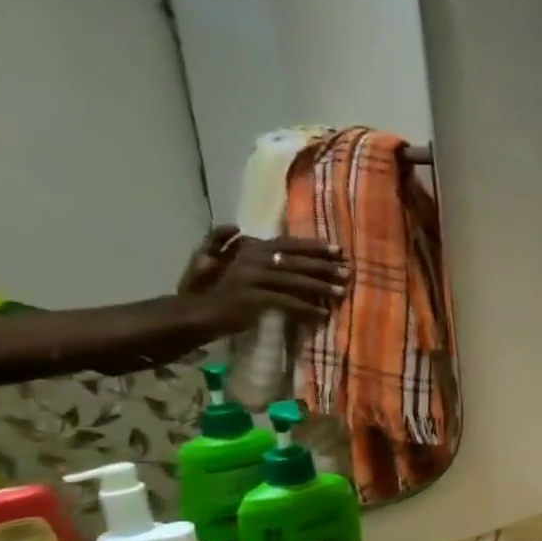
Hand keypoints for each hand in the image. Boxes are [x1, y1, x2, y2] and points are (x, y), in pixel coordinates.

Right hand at [181, 234, 350, 334]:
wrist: (193, 313)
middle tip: (348, 272)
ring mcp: (252, 278)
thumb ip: (223, 242)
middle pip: (296, 262)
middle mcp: (251, 259)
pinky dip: (306, 309)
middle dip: (325, 267)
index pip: (287, 244)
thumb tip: (234, 225)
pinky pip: (287, 303)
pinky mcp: (253, 298)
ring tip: (342, 294)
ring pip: (295, 281)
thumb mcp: (211, 259)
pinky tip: (322, 315)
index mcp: (248, 249)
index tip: (338, 250)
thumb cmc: (207, 288)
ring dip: (321, 288)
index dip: (313, 246)